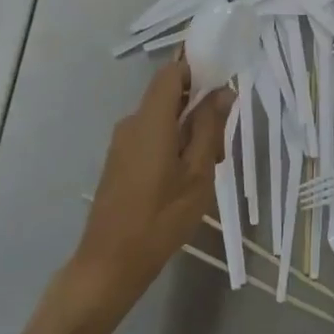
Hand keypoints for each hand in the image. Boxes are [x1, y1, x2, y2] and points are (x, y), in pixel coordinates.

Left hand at [69, 61, 232, 323]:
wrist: (110, 263)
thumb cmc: (160, 218)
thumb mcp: (197, 173)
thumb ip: (209, 128)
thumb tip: (223, 91)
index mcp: (151, 120)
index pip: (172, 72)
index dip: (197, 69)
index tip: (223, 85)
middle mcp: (132, 123)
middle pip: (169, 96)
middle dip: (199, 109)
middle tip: (221, 146)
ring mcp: (122, 143)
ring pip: (162, 120)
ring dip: (188, 132)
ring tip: (208, 168)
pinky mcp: (119, 161)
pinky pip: (151, 137)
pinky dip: (173, 145)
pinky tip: (186, 178)